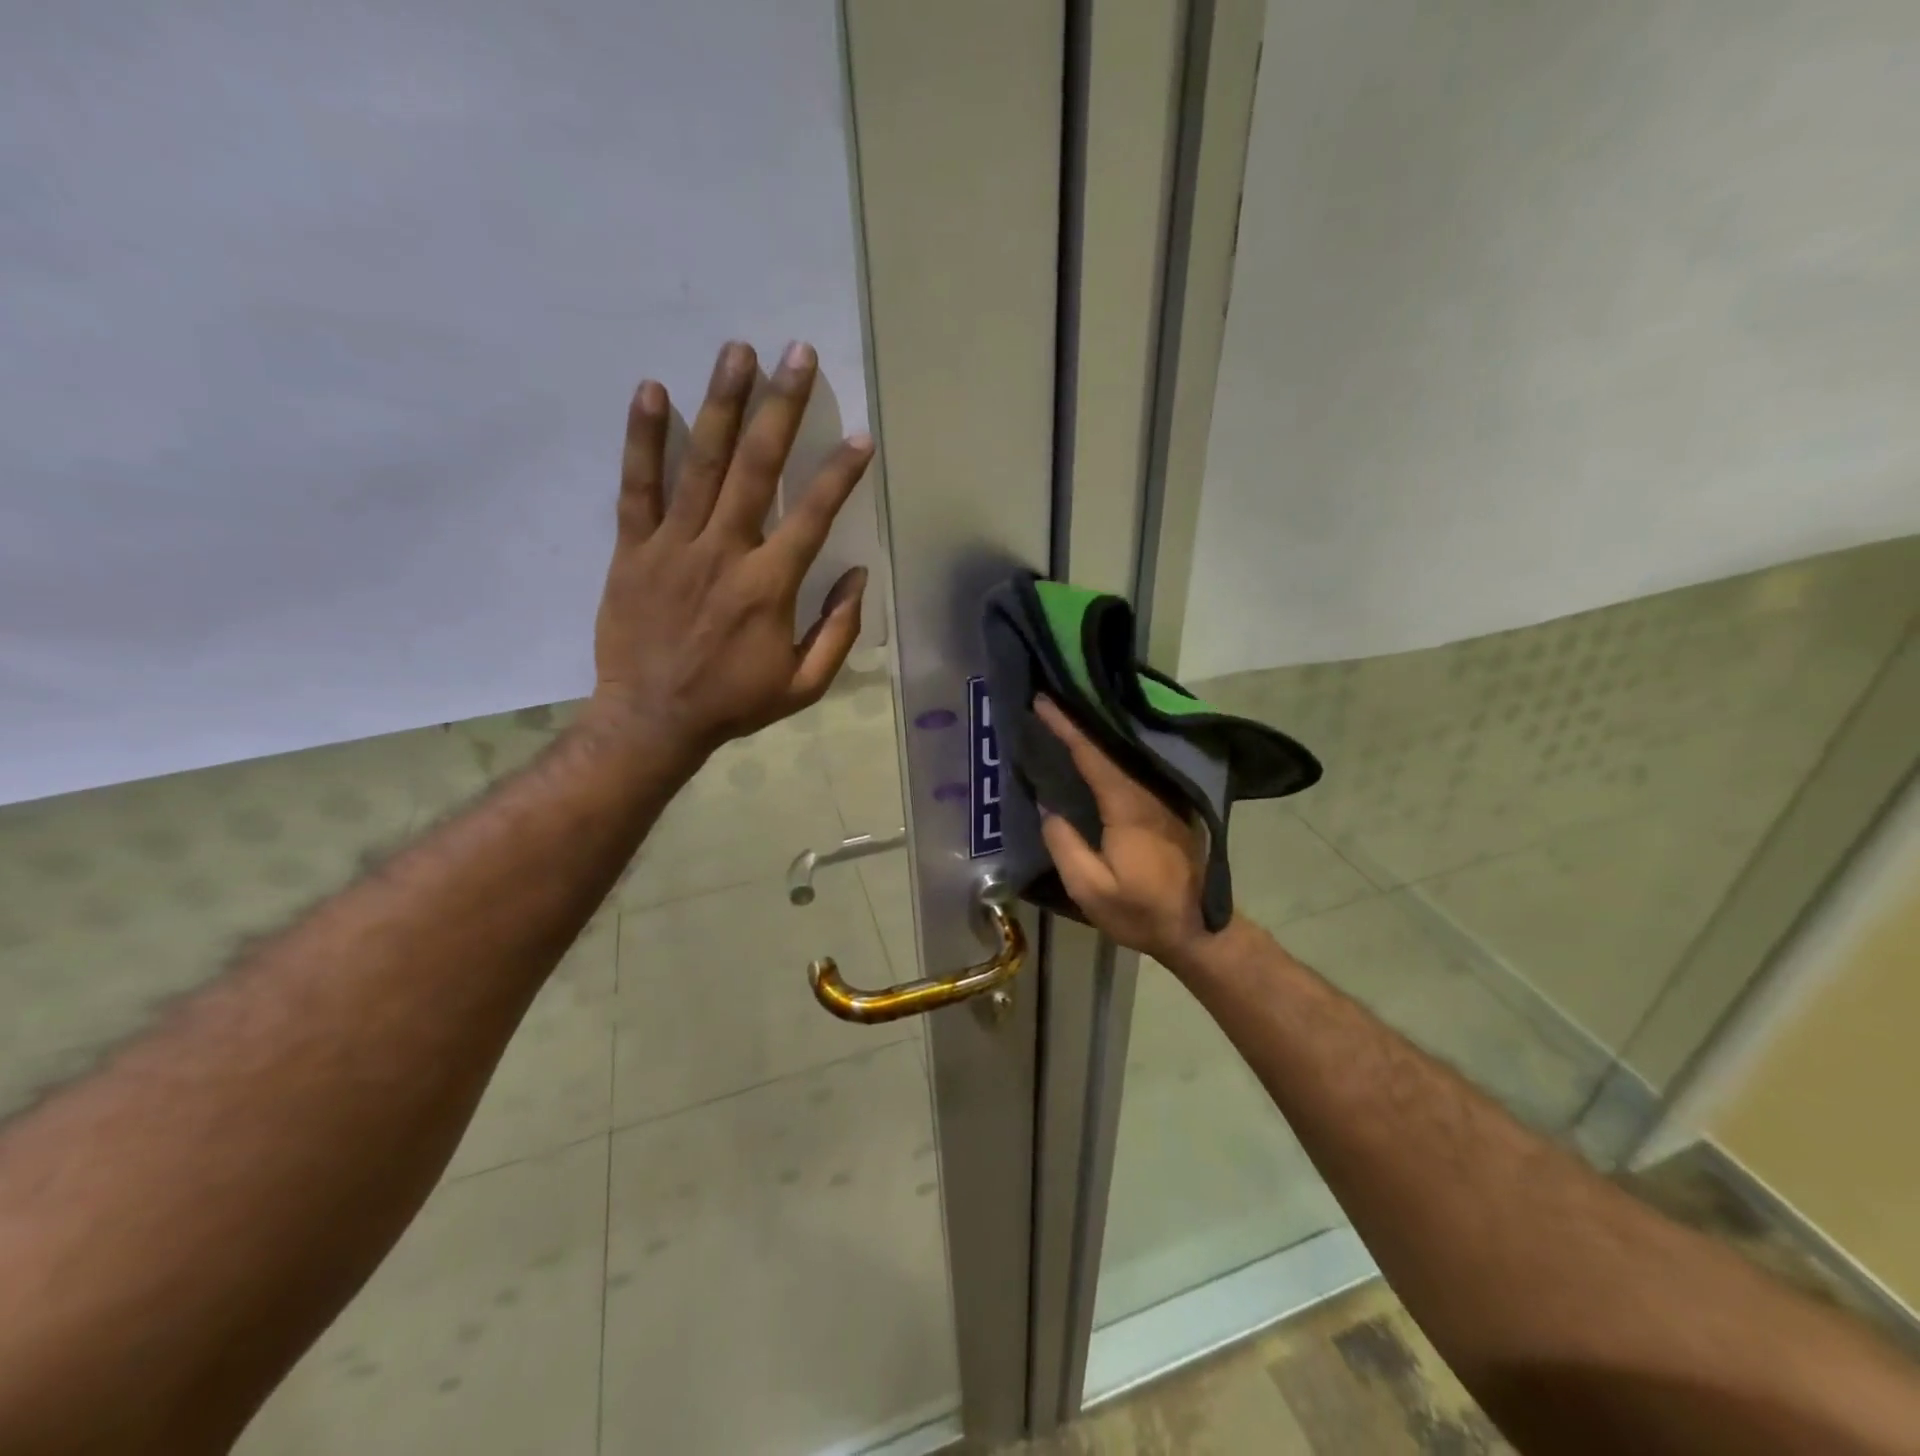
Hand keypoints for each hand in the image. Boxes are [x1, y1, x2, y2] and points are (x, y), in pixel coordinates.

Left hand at [584, 340, 873, 761]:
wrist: (652, 720)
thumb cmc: (734, 703)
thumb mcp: (803, 684)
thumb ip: (838, 630)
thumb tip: (859, 576)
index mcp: (770, 585)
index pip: (813, 515)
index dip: (840, 472)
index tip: (860, 435)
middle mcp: (725, 552)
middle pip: (757, 468)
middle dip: (782, 408)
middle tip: (796, 353)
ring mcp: (674, 546)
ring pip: (701, 463)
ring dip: (722, 404)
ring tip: (738, 351)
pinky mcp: (633, 550)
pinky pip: (637, 487)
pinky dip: (644, 439)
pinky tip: (653, 391)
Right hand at [1033, 696, 1214, 968]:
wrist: (1197, 931)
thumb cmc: (1141, 912)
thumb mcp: (1090, 890)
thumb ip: (1065, 846)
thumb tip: (1049, 809)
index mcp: (1129, 807)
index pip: (1094, 755)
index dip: (1068, 726)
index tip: (1043, 701)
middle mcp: (1150, 792)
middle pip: (1113, 743)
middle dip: (1081, 717)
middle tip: (1052, 695)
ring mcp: (1164, 797)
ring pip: (1127, 751)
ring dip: (1097, 729)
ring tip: (1068, 712)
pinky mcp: (1168, 806)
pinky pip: (1135, 765)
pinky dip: (1112, 748)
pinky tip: (1096, 744)